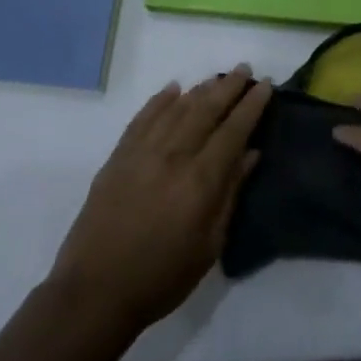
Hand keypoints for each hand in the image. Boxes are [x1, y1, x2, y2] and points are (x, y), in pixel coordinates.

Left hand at [49, 66, 271, 334]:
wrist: (95, 291)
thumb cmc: (162, 277)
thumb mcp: (209, 245)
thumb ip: (230, 194)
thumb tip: (250, 155)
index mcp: (200, 180)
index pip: (233, 130)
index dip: (251, 106)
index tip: (265, 85)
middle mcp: (173, 156)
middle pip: (205, 110)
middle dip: (228, 87)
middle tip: (245, 69)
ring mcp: (141, 153)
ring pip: (176, 109)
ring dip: (199, 89)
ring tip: (217, 76)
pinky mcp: (117, 158)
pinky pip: (142, 118)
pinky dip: (159, 101)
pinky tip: (173, 89)